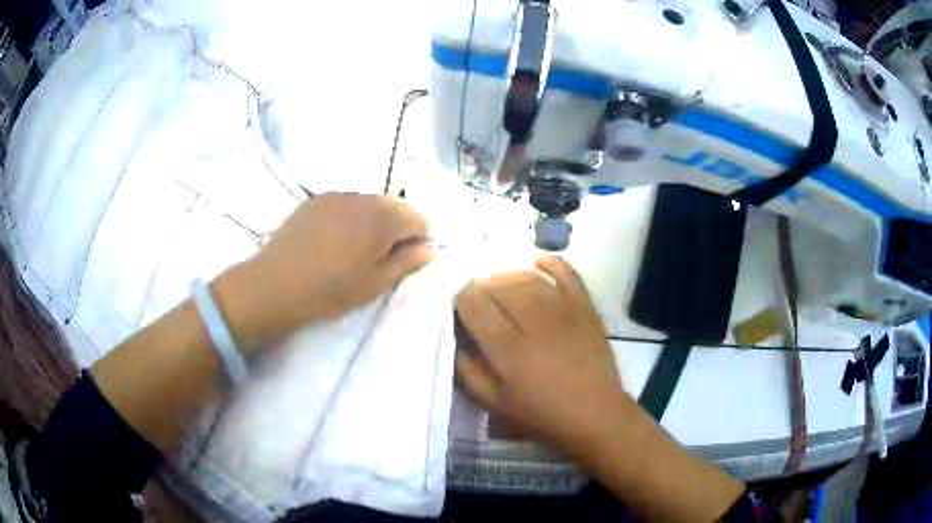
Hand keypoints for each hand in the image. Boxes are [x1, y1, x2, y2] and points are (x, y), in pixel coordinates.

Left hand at [215, 193, 433, 349]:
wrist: (276, 284)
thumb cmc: (330, 290)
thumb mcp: (375, 284)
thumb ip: (406, 263)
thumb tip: (430, 249)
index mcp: (383, 218)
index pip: (418, 217)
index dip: (424, 235)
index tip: (417, 255)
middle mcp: (363, 198)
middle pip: (395, 205)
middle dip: (401, 225)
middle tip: (391, 253)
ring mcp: (337, 195)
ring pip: (370, 202)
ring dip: (377, 219)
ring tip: (364, 246)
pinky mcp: (316, 200)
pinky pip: (347, 202)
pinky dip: (354, 215)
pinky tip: (340, 237)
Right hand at [455, 256, 628, 461]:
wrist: (596, 414)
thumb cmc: (541, 414)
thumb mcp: (494, 404)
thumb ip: (468, 372)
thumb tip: (454, 340)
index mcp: (509, 352)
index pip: (476, 306)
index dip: (461, 298)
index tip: (458, 303)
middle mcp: (535, 324)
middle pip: (500, 286)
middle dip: (481, 284)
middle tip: (475, 294)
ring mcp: (564, 311)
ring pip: (528, 277)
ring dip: (507, 274)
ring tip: (497, 282)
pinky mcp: (585, 307)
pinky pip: (567, 273)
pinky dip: (550, 263)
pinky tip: (535, 262)